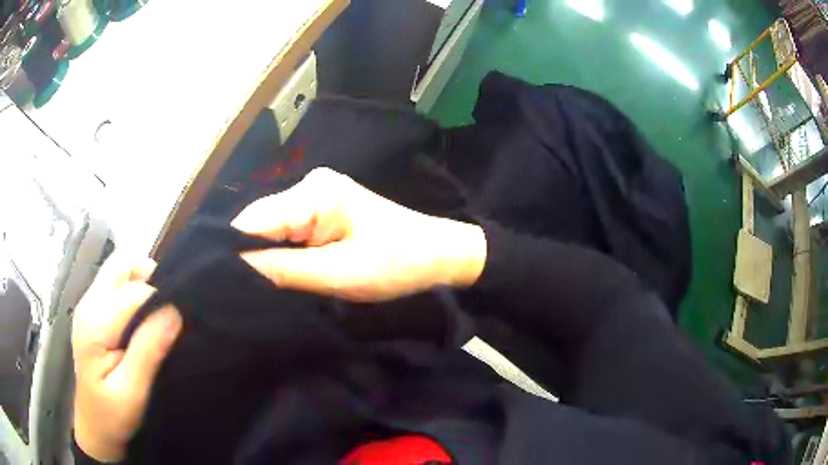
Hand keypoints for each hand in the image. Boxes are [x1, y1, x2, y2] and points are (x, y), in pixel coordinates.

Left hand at [72, 255, 182, 461]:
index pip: (132, 292)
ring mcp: (89, 306)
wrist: (94, 427)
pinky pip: (117, 287)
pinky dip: (135, 293)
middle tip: (170, 308)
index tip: (179, 323)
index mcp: (94, 323)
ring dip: (143, 283)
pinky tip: (144, 321)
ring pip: (119, 271)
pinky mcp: (93, 313)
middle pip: (120, 264)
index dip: (159, 300)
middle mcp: (88, 304)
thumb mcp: (132, 391)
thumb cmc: (112, 415)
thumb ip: (148, 350)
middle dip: (149, 276)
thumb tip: (174, 312)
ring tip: (159, 315)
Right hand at [232, 167, 486, 301]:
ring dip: (264, 255)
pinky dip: (281, 251)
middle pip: (260, 222)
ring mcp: (315, 194)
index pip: (253, 221)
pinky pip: (288, 229)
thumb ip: (284, 270)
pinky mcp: (321, 207)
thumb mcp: (340, 274)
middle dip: (248, 255)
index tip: (219, 285)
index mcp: (314, 193)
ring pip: (271, 227)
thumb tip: (235, 270)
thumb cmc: (398, 264)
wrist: (437, 253)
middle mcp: (309, 184)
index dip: (233, 252)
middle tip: (237, 292)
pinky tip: (277, 271)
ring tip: (255, 285)